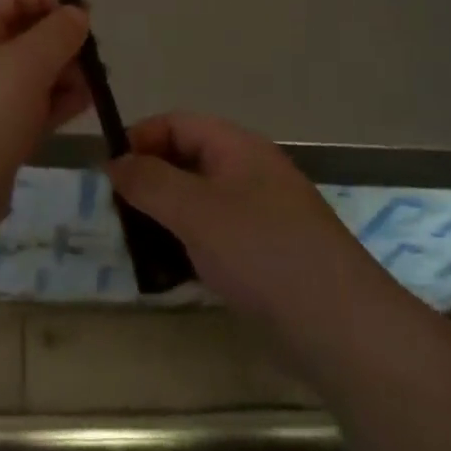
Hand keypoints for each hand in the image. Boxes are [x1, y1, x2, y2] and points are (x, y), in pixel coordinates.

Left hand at [0, 0, 92, 246]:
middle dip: (64, 41)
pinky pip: (32, 103)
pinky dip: (56, 101)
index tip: (87, 18)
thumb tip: (78, 13)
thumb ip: (57, 33)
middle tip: (95, 60)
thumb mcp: (25, 65)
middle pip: (27, 32)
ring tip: (93, 88)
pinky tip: (81, 107)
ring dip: (65, 73)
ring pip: (34, 70)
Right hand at [108, 112, 384, 326]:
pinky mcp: (266, 256)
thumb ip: (149, 182)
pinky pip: (215, 237)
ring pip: (199, 203)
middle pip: (186, 161)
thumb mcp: (195, 210)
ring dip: (166, 219)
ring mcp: (260, 215)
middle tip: (119, 215)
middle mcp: (249, 172)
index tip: (109, 173)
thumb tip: (115, 162)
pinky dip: (189, 248)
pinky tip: (172, 276)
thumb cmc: (261, 252)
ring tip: (138, 249)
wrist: (341, 327)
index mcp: (236, 147)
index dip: (140, 139)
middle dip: (150, 183)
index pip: (177, 123)